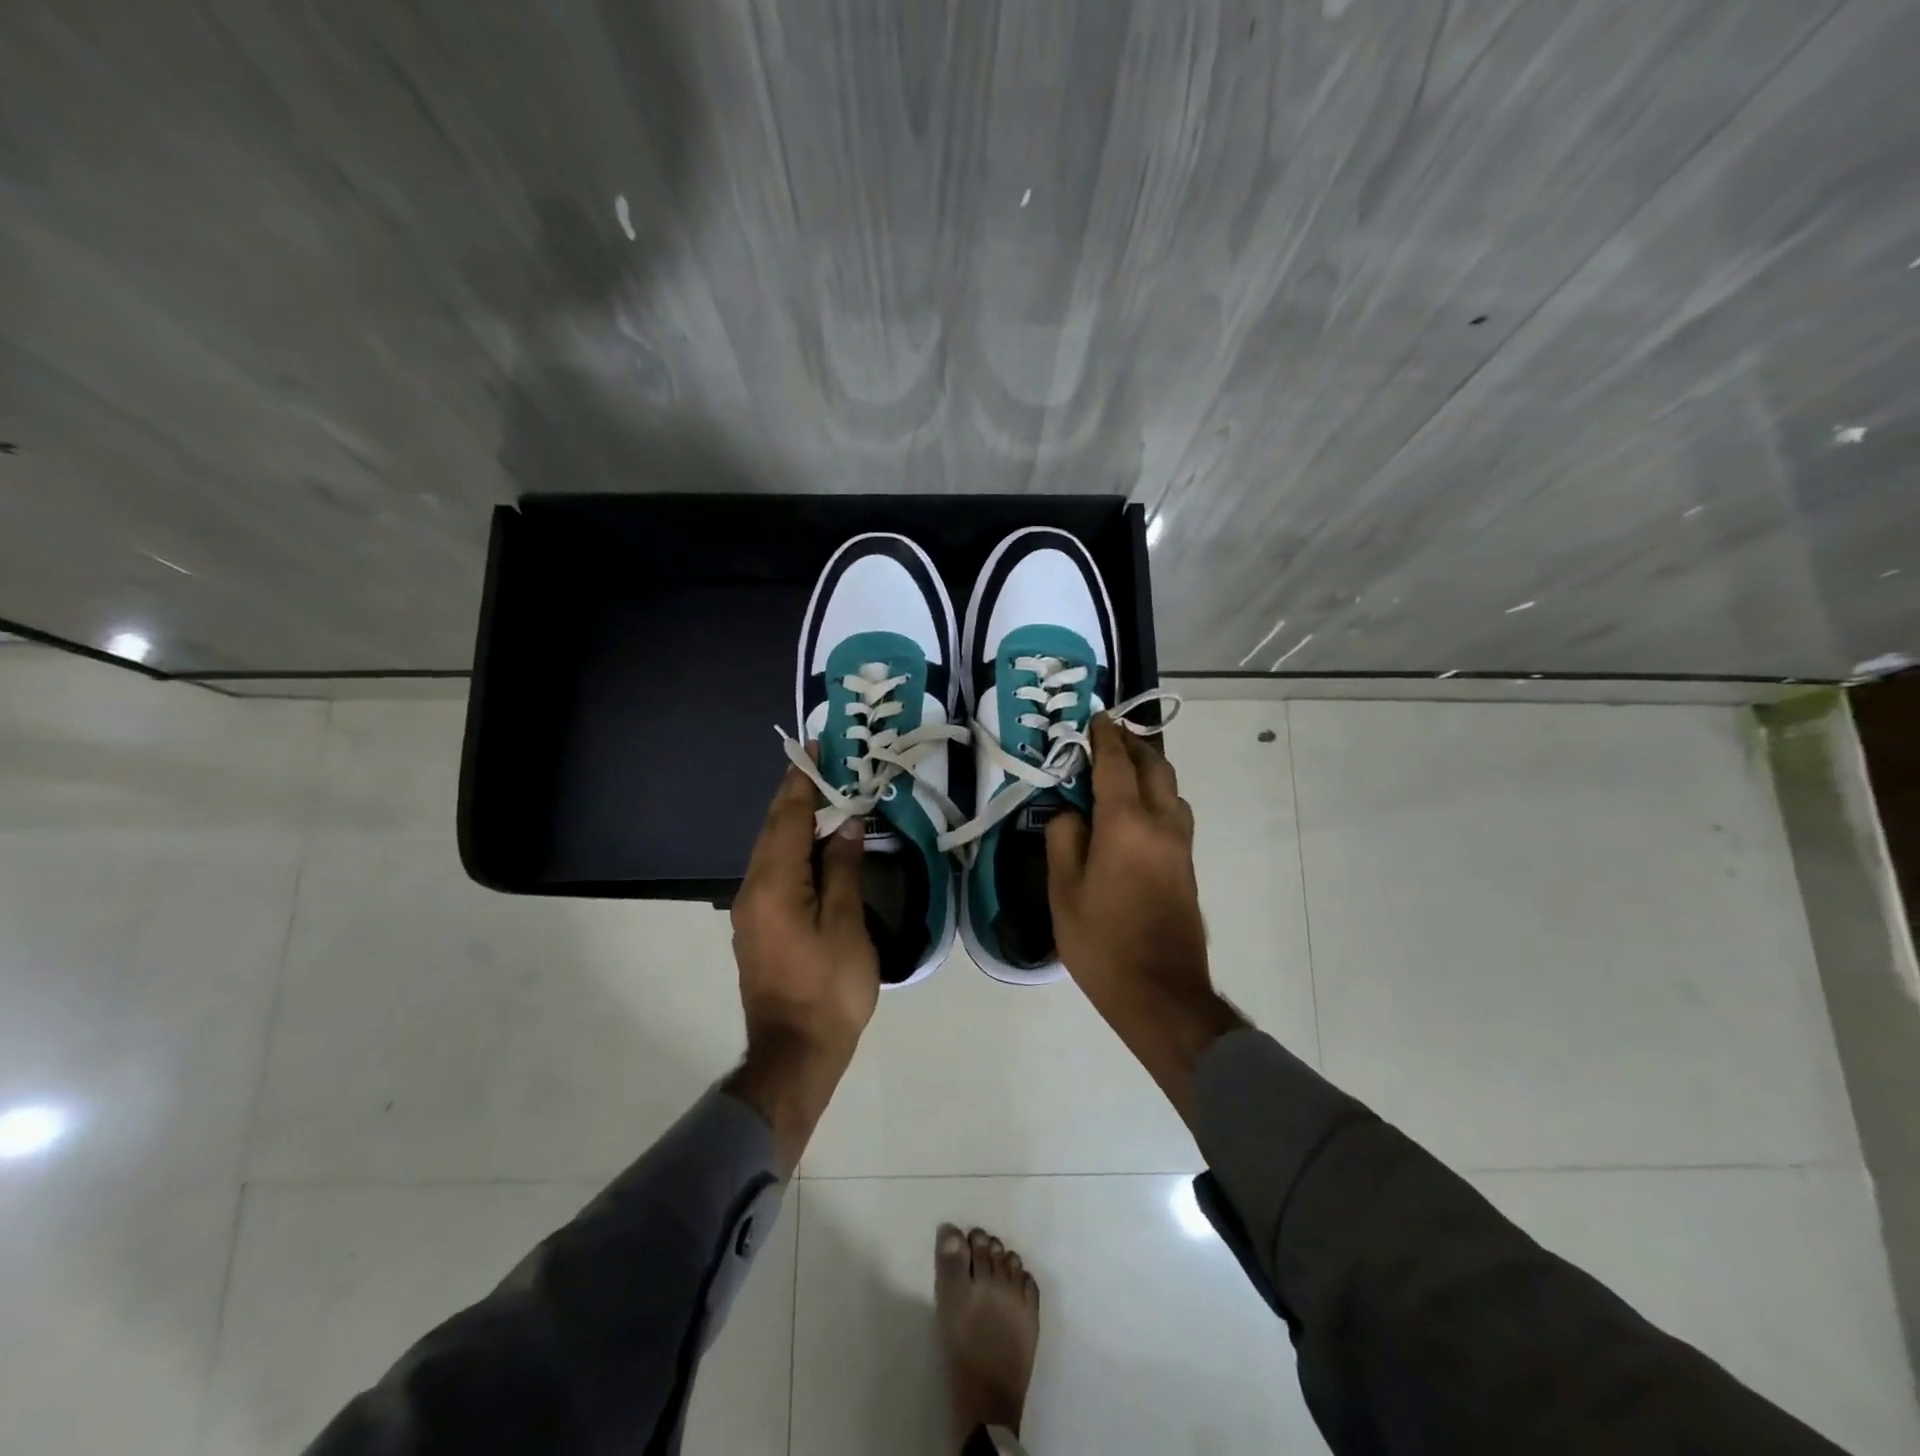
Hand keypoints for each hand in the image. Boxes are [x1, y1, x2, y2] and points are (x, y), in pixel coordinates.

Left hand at [726, 755, 879, 1171]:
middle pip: (773, 829)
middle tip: (821, 764)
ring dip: (793, 820)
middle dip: (795, 794)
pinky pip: (773, 871)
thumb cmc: (829, 989)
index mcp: (774, 884)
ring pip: (771, 850)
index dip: (802, 781)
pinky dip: (792, 848)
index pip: (788, 818)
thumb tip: (845, 824)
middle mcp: (753, 889)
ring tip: (822, 796)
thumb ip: (843, 869)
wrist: (795, 1053)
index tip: (813, 749)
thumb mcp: (846, 925)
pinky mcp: (757, 926)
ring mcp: (751, 910)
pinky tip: (814, 847)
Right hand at [1046, 716, 1244, 1121]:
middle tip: (1106, 735)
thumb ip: (1065, 839)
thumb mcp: (1064, 890)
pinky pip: (1174, 810)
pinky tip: (1135, 807)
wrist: (1160, 992)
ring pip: (1170, 787)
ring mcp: (1181, 843)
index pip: (1116, 763)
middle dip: (1131, 743)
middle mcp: (1161, 822)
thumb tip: (1073, 813)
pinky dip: (1156, 792)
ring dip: (1148, 767)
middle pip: (1153, 765)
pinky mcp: (1187, 863)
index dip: (1104, 736)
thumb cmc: (1102, 942)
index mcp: (1126, 823)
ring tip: (1120, 767)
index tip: (1094, 718)